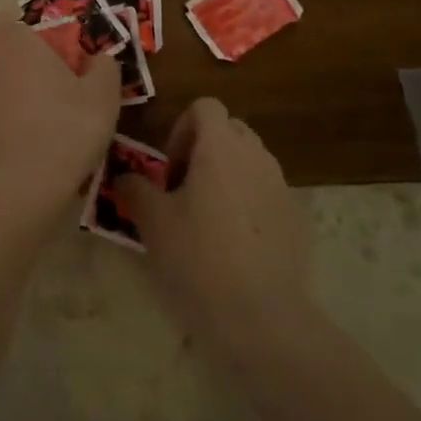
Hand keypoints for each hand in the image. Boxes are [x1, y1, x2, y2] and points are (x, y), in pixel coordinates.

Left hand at [0, 14, 119, 231]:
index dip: (38, 31)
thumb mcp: (103, 97)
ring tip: (42, 119)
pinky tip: (23, 142)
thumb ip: (104, 66)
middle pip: (6, 48)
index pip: (17, 16)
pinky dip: (2, 118)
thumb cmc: (64, 131)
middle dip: (26, 60)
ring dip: (14, 90)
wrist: (14, 190)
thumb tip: (98, 57)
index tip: (59, 52)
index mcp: (18, 40)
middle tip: (57, 86)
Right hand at [116, 99, 311, 357]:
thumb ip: (134, 188)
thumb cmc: (198, 257)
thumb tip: (124, 177)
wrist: (261, 314)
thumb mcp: (152, 221)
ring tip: (207, 218)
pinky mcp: (296, 217)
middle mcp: (256, 155)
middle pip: (230, 130)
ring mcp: (281, 185)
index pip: (205, 106)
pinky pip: (266, 193)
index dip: (181, 128)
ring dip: (227, 175)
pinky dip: (248, 203)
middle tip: (183, 189)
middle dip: (204, 149)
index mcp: (220, 147)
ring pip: (250, 161)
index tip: (168, 169)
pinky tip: (235, 244)